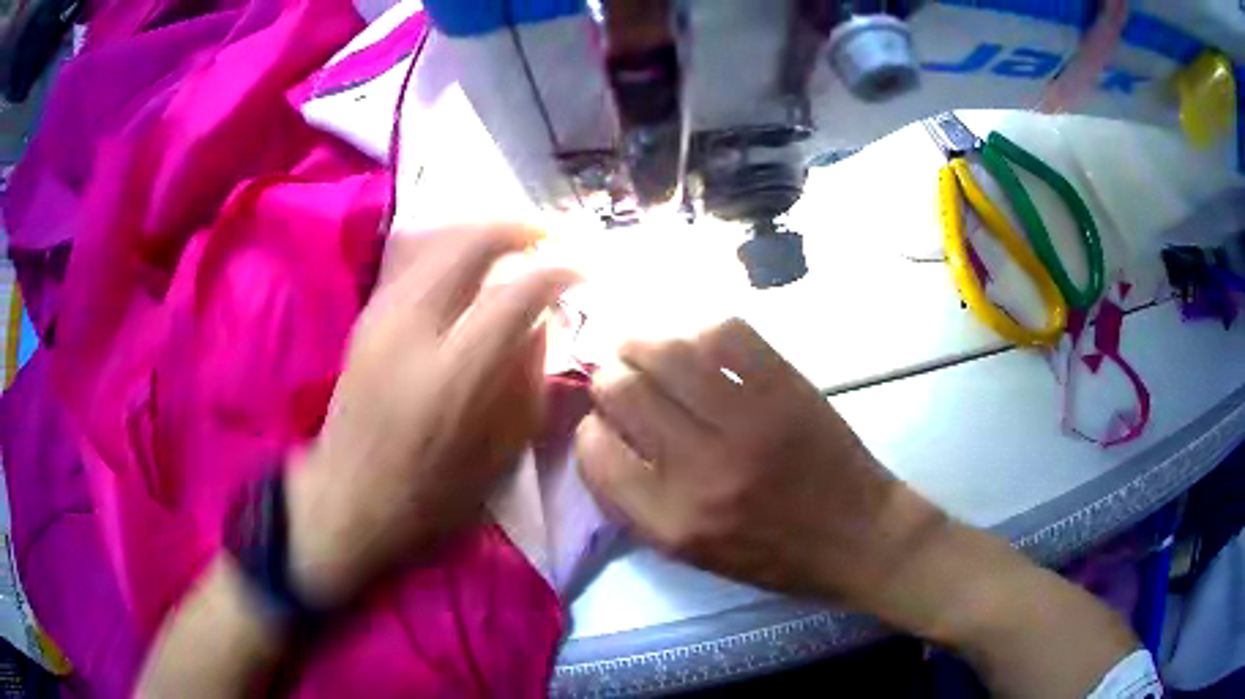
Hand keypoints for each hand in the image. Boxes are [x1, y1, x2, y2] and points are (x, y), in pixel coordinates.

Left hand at [287, 224, 576, 605]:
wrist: (347, 497)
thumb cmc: (431, 493)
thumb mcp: (500, 453)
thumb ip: (528, 379)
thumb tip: (543, 321)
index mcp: (453, 373)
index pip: (516, 293)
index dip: (560, 271)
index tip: (586, 270)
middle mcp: (414, 326)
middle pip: (471, 243)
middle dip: (520, 228)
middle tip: (552, 236)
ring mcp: (384, 313)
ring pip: (440, 239)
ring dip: (485, 231)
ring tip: (517, 241)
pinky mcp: (368, 314)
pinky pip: (418, 257)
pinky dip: (454, 246)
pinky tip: (472, 263)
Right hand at [575, 319, 948, 608]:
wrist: (858, 536)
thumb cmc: (774, 556)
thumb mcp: (693, 552)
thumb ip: (639, 502)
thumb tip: (603, 434)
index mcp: (672, 521)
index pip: (594, 452)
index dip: (590, 427)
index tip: (602, 421)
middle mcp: (701, 470)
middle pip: (622, 392)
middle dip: (609, 377)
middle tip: (619, 375)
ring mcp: (747, 422)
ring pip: (665, 353)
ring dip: (642, 342)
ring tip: (643, 346)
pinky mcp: (786, 388)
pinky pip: (726, 335)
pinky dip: (700, 331)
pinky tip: (697, 344)